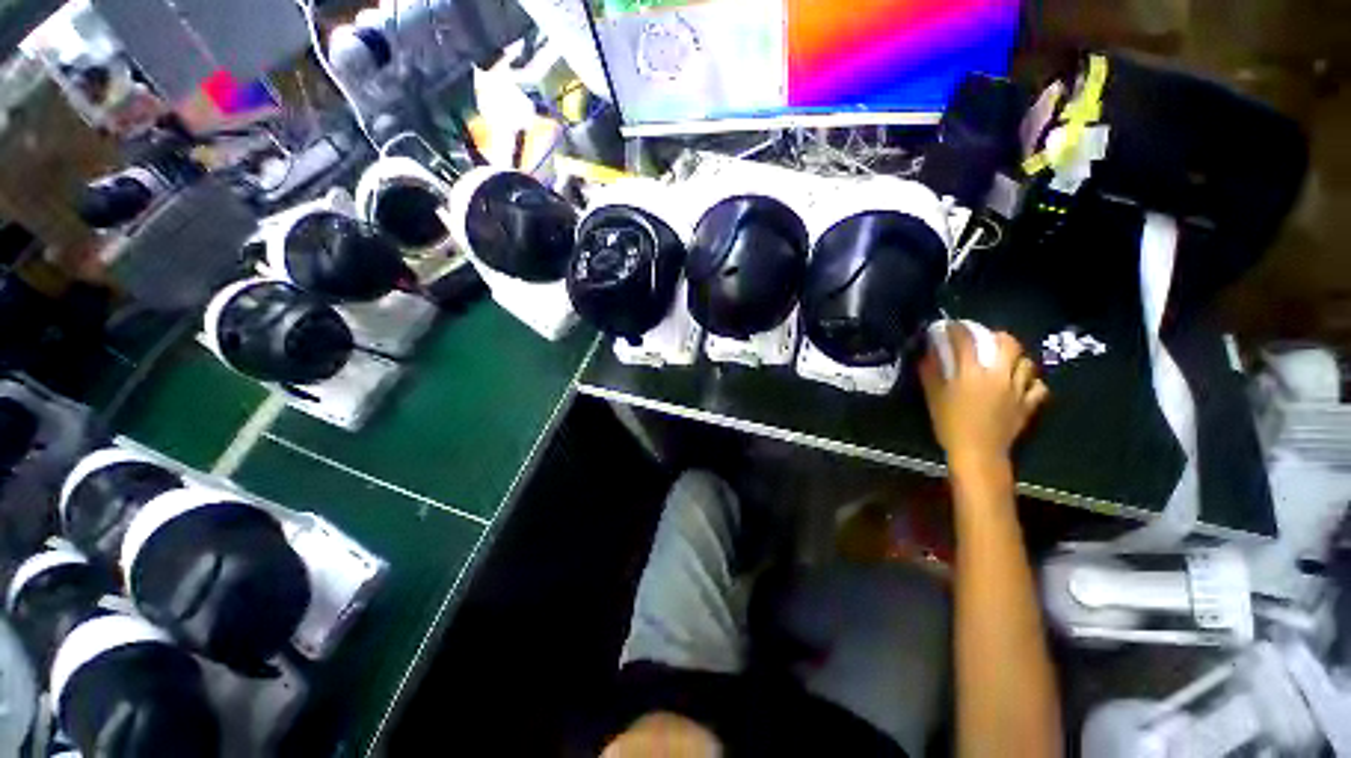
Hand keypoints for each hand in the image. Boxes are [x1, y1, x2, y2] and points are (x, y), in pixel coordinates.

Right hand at [919, 323, 1048, 474]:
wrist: (977, 453)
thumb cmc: (950, 424)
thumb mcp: (933, 397)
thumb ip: (931, 373)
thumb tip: (927, 355)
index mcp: (972, 373)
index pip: (966, 341)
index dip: (957, 329)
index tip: (950, 326)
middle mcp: (1000, 376)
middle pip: (1008, 344)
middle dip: (997, 336)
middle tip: (987, 339)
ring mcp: (1018, 390)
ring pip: (1027, 363)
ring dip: (1016, 358)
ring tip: (1005, 361)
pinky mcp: (1028, 405)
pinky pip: (1038, 387)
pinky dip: (1031, 382)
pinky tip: (1021, 384)